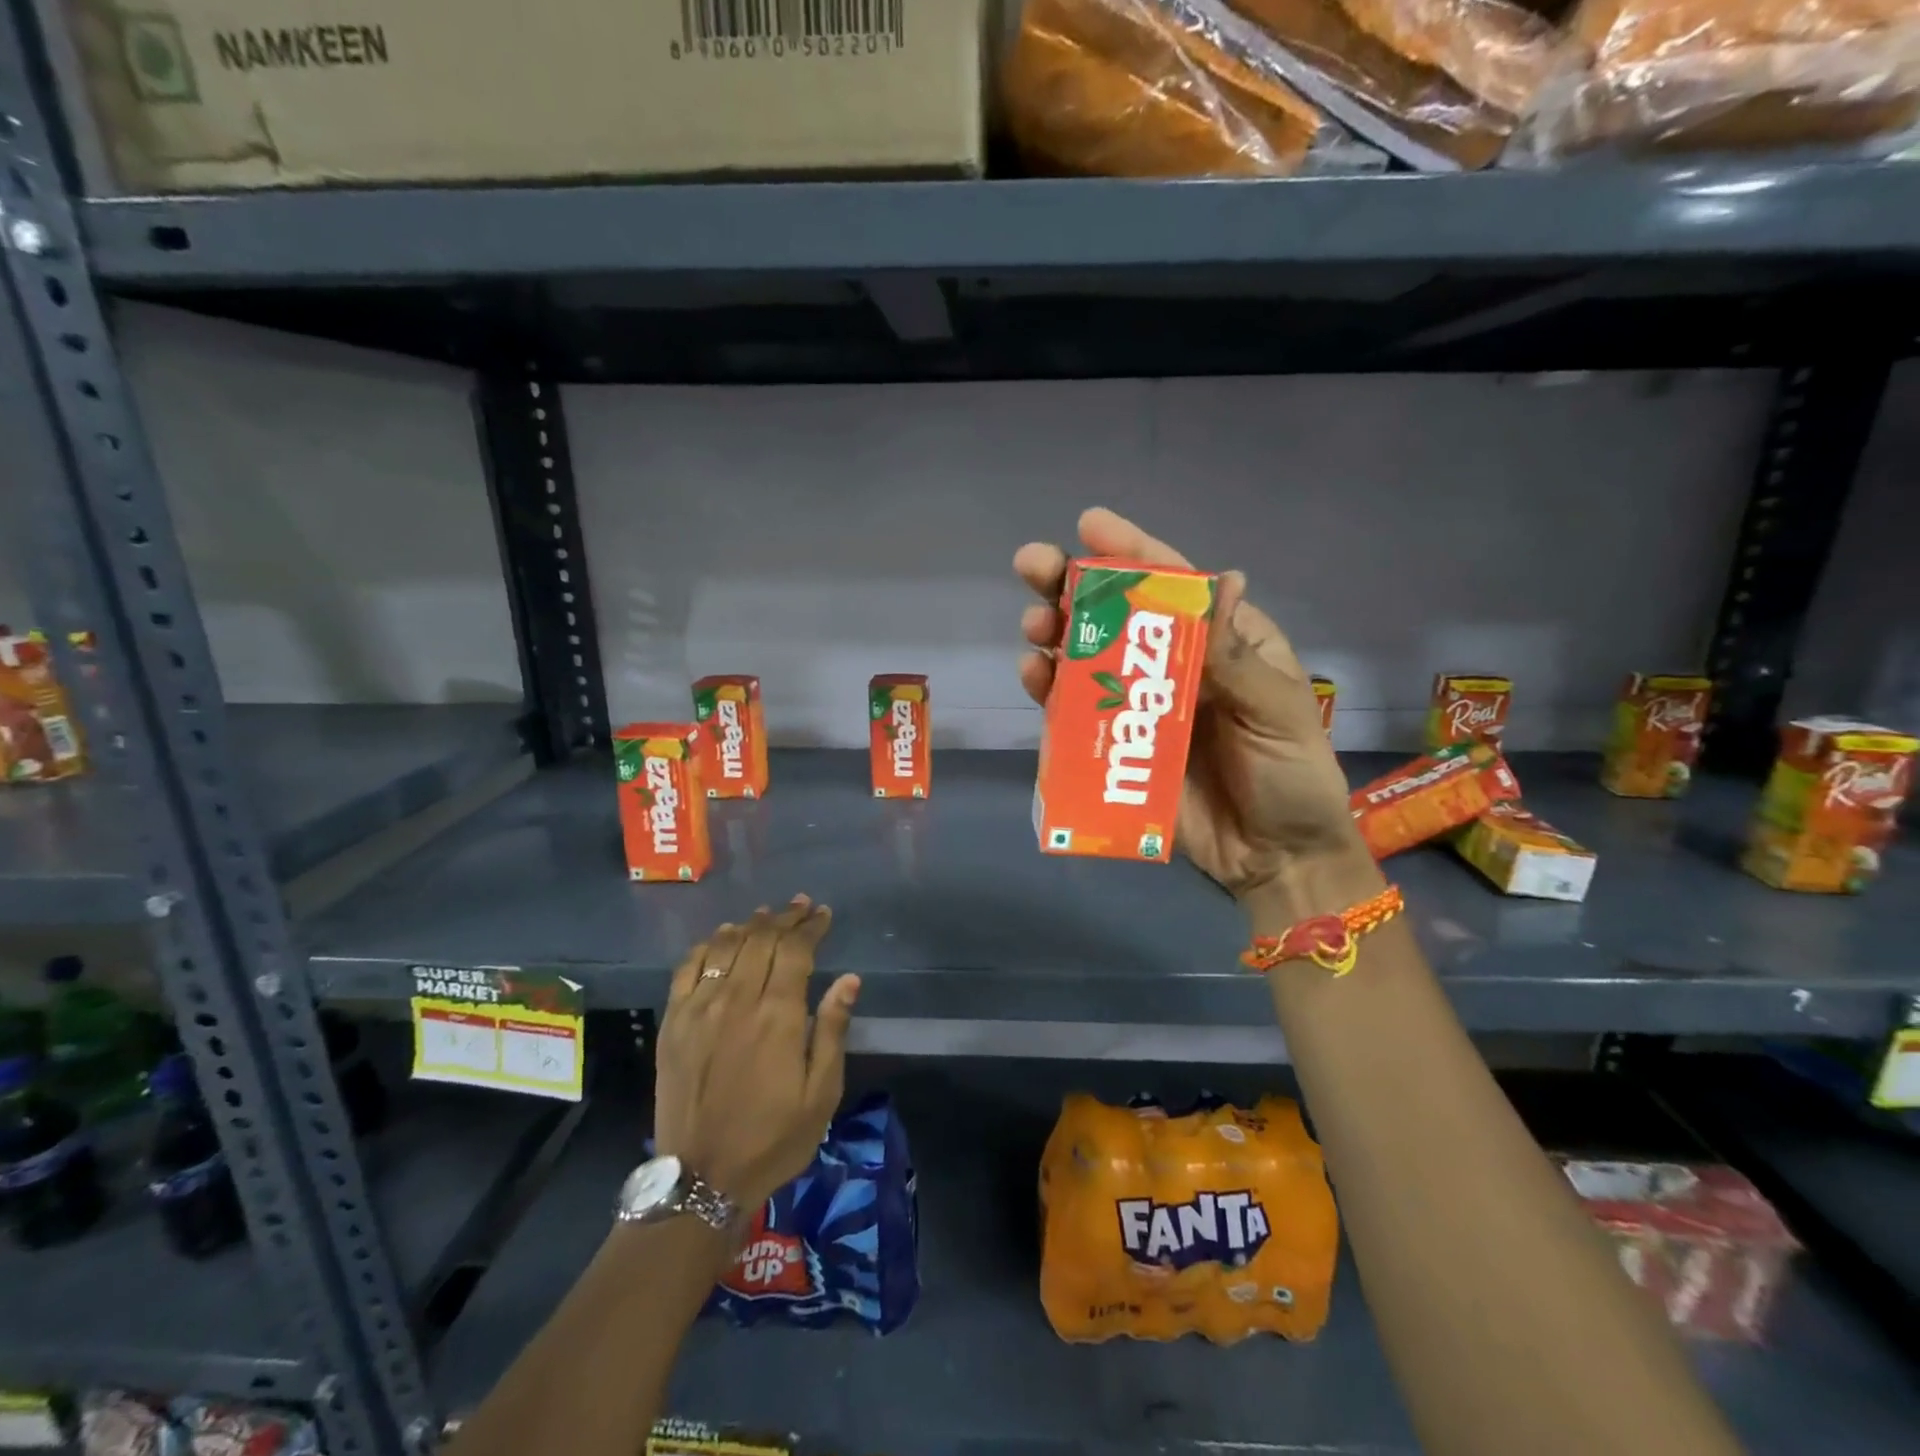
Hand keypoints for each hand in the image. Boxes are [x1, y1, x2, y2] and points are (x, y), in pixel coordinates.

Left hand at [654, 896, 859, 1214]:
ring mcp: (700, 1009)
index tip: (822, 913)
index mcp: (778, 1015)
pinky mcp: (673, 1023)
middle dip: (784, 918)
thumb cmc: (774, 1139)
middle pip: (762, 940)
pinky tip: (721, 938)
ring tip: (766, 915)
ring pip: (726, 946)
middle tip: (800, 906)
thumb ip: (832, 1030)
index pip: (796, 950)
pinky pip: (688, 968)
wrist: (702, 1180)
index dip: (810, 926)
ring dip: (749, 924)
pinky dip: (708, 945)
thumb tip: (849, 979)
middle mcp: (737, 1000)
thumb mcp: (822, 1093)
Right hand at [1015, 508, 1377, 919]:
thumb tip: (1220, 578)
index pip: (1176, 584)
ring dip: (1055, 636)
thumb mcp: (1277, 711)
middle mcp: (1176, 667)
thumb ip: (1235, 657)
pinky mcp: (1117, 749)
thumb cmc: (1292, 777)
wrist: (1276, 860)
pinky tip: (1034, 676)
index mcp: (1223, 644)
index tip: (1089, 523)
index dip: (1132, 551)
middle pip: (1118, 616)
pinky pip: (1077, 713)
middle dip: (1073, 587)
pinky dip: (1052, 692)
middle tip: (1032, 567)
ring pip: (1089, 659)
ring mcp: (1142, 708)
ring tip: (1032, 627)